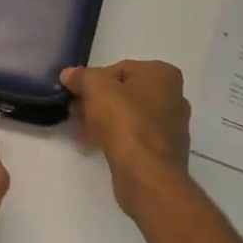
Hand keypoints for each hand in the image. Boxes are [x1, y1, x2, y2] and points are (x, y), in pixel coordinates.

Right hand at [60, 61, 192, 215]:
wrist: (146, 174)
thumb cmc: (125, 121)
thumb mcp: (96, 89)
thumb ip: (81, 77)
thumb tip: (69, 74)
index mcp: (163, 74)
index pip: (120, 68)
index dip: (94, 80)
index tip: (77, 94)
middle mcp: (174, 96)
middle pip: (125, 93)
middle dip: (98, 102)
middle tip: (76, 112)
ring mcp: (172, 126)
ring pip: (129, 116)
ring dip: (103, 121)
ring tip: (81, 131)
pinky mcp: (164, 151)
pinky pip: (134, 137)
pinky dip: (115, 138)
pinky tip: (94, 146)